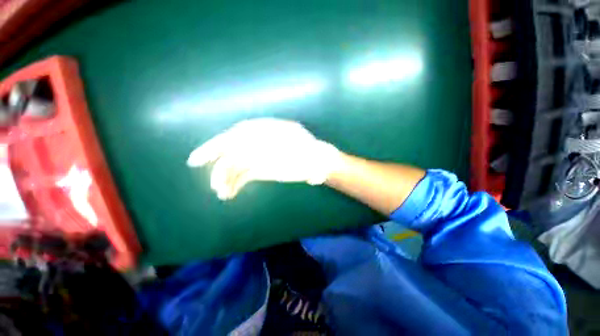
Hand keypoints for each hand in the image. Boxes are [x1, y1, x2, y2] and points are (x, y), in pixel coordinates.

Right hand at [187, 118, 342, 199]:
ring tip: (221, 193)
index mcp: (261, 131)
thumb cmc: (306, 149)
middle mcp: (257, 142)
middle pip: (230, 150)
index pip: (233, 136)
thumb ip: (261, 139)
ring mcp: (260, 157)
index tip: (197, 159)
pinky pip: (245, 175)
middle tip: (201, 174)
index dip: (215, 146)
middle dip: (216, 162)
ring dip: (226, 178)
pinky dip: (236, 183)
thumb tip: (237, 139)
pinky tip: (230, 193)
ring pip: (236, 166)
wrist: (316, 161)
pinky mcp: (263, 170)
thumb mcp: (288, 139)